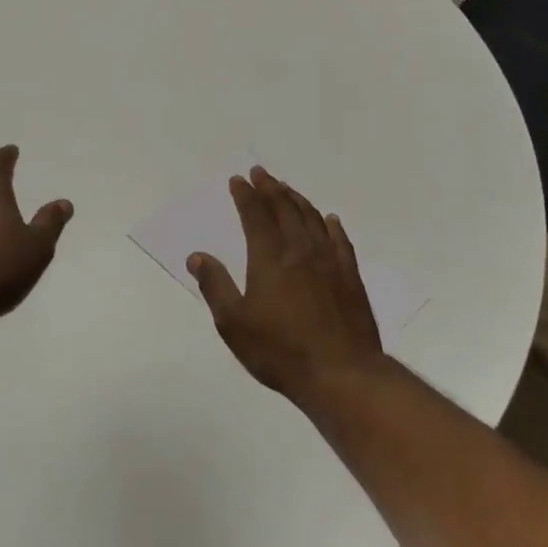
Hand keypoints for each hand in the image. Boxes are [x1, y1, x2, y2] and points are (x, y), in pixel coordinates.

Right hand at [188, 166, 384, 400]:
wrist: (341, 373)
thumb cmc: (280, 350)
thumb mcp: (234, 324)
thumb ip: (215, 286)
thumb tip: (197, 256)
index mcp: (269, 258)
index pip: (255, 216)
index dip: (245, 196)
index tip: (238, 180)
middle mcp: (300, 251)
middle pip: (285, 209)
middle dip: (270, 188)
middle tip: (260, 173)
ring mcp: (329, 262)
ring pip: (312, 219)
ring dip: (297, 200)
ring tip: (287, 188)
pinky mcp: (350, 278)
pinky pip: (340, 241)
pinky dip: (331, 225)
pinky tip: (329, 220)